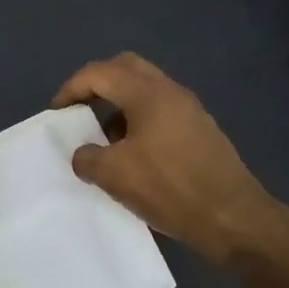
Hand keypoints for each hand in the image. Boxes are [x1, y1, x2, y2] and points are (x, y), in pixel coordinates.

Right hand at [52, 53, 288, 264]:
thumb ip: (87, 158)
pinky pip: (160, 112)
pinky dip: (138, 121)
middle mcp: (171, 92)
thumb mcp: (114, 175)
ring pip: (145, 91)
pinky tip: (132, 155)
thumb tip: (84, 154)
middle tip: (78, 110)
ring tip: (102, 139)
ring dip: (118, 105)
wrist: (232, 217)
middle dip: (96, 85)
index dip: (71, 88)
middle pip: (126, 69)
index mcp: (148, 94)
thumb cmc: (170, 188)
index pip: (99, 73)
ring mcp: (190, 110)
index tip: (56, 113)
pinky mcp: (200, 131)